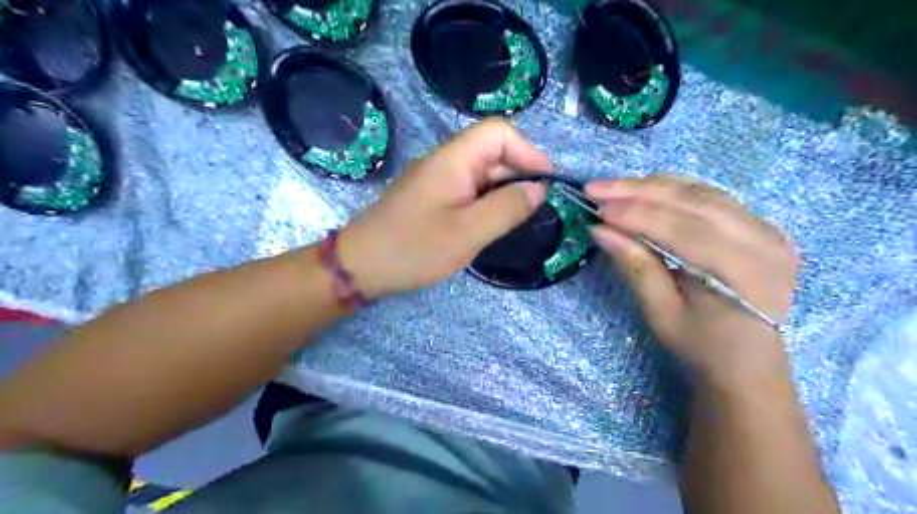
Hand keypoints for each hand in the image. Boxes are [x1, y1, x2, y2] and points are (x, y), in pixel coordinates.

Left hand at [337, 117, 547, 297]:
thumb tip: (539, 189)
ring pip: (482, 174)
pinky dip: (486, 204)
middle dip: (518, 175)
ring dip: (503, 192)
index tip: (544, 183)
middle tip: (532, 211)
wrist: (361, 266)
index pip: (499, 132)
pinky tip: (490, 226)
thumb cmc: (414, 248)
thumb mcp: (467, 232)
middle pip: (493, 152)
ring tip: (514, 221)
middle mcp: (446, 162)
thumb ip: (507, 208)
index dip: (527, 151)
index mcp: (453, 159)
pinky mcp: (433, 198)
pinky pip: (469, 191)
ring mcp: (438, 180)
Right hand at [583, 176, 799, 387]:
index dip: (636, 214)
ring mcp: (767, 229)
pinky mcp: (760, 225)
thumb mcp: (662, 313)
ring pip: (702, 192)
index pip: (682, 229)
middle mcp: (763, 241)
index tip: (597, 206)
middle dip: (639, 191)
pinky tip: (648, 190)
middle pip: (693, 201)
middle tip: (597, 187)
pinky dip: (676, 190)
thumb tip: (600, 230)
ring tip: (615, 187)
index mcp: (742, 272)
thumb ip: (636, 266)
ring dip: (654, 186)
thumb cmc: (702, 346)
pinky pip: (712, 197)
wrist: (750, 362)